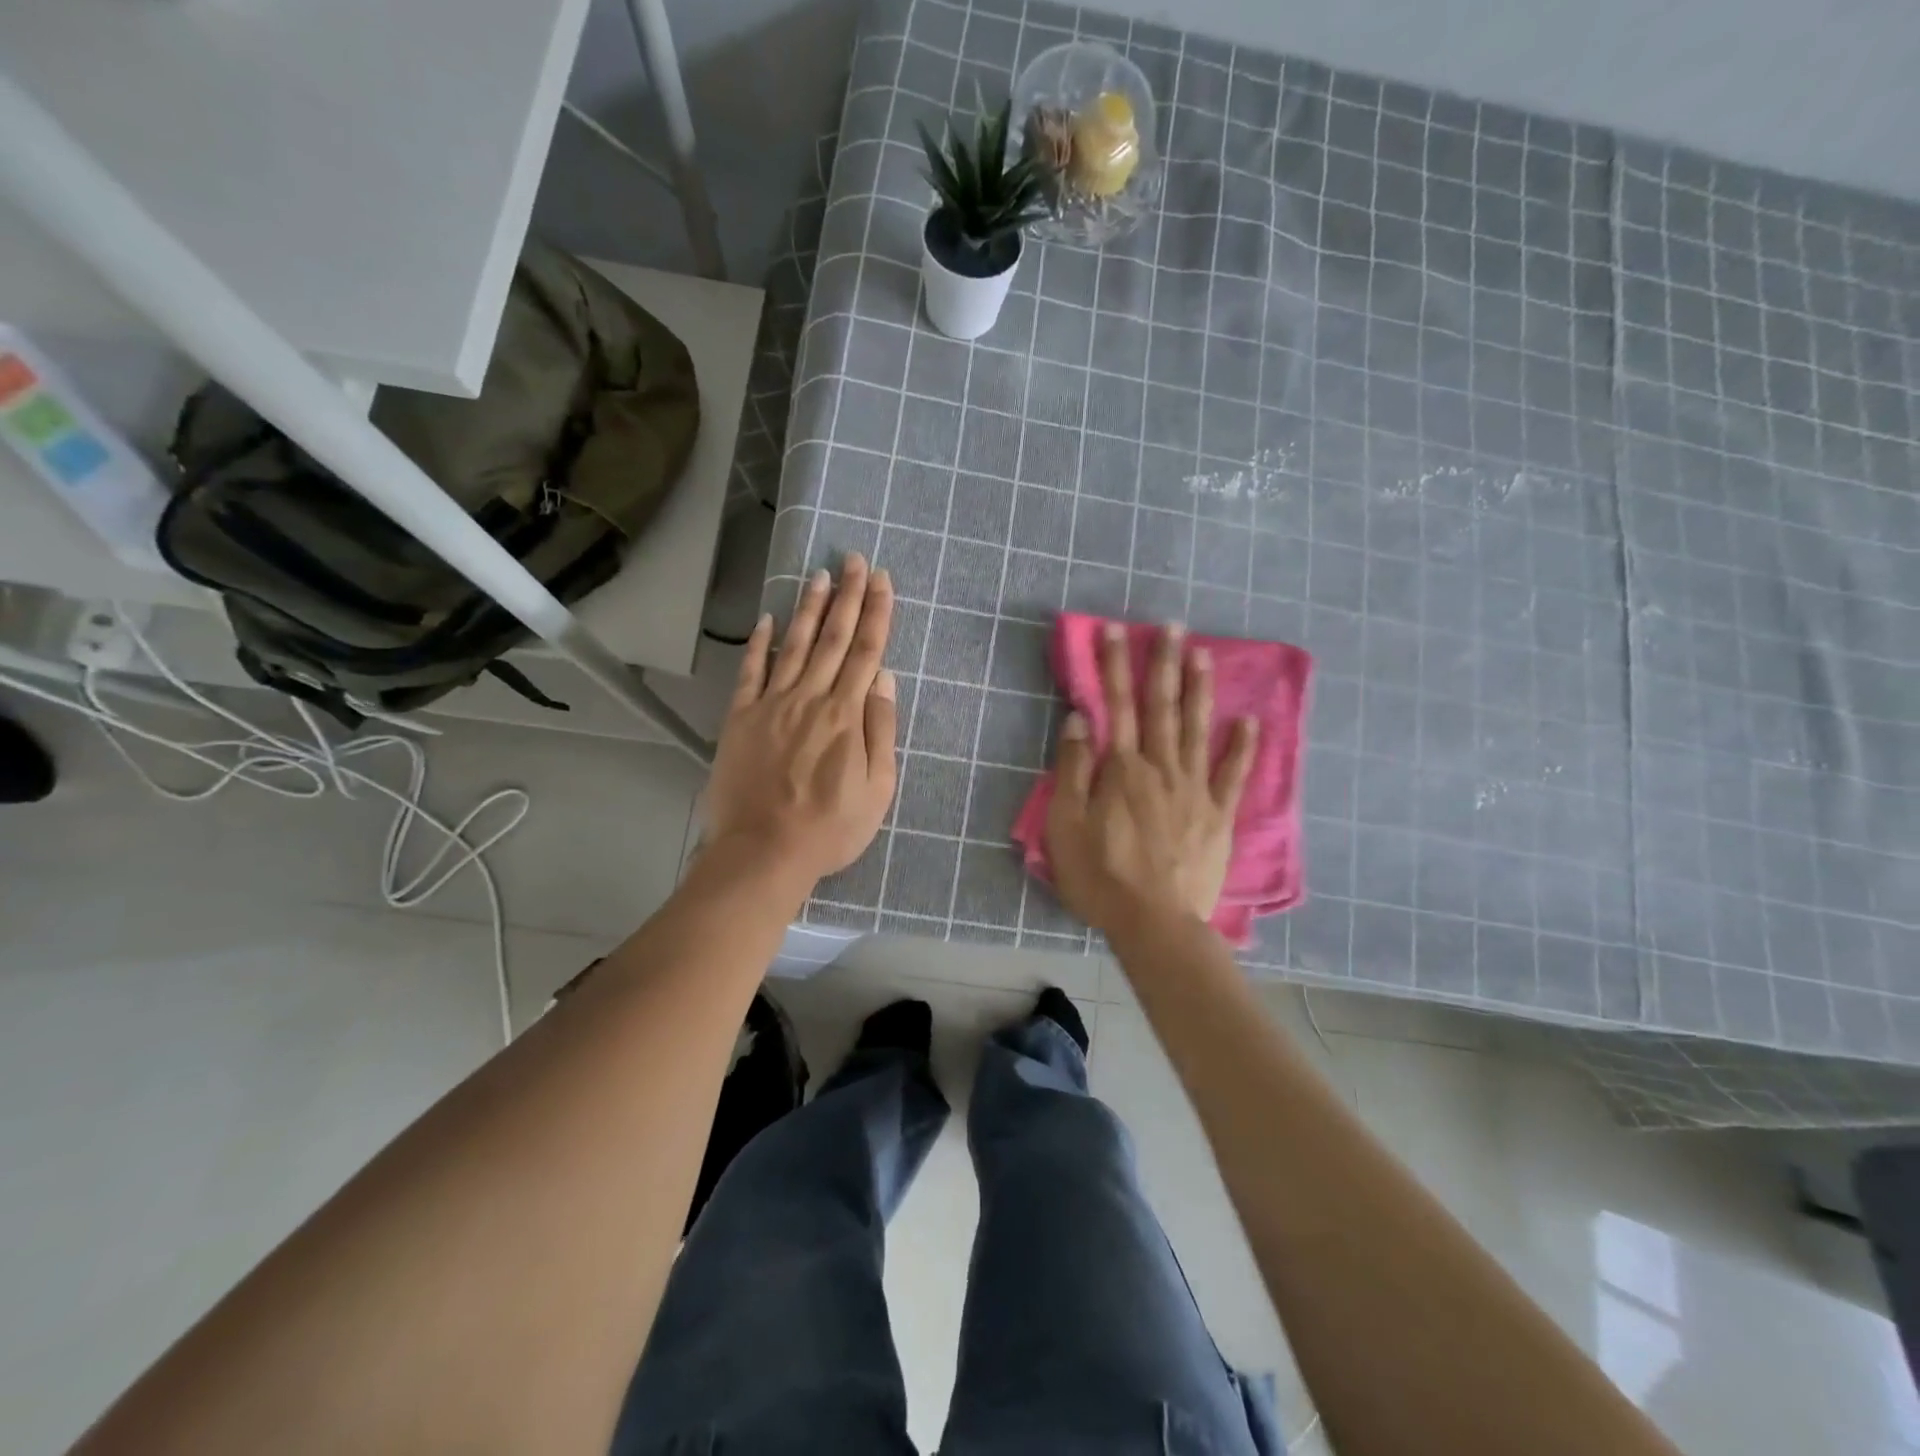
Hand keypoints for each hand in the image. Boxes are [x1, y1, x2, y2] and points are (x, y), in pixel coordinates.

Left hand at [701, 555, 897, 883]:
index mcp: (846, 715)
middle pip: (832, 638)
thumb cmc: (829, 828)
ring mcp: (771, 705)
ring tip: (819, 575)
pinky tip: (768, 620)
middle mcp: (810, 698)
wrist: (763, 852)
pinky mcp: (740, 719)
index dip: (876, 613)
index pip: (866, 652)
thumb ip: (880, 730)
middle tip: (854, 559)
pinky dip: (760, 644)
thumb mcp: (877, 789)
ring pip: (794, 646)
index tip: (882, 580)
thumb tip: (884, 680)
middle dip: (847, 596)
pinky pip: (751, 672)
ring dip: (808, 608)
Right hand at [1046, 622, 1256, 934]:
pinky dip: (1242, 747)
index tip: (1115, 630)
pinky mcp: (1218, 815)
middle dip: (1163, 663)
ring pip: (1198, 729)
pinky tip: (1249, 721)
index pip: (1115, 705)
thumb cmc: (1101, 876)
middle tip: (1171, 625)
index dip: (1113, 665)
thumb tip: (1080, 720)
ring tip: (1203, 654)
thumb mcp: (1066, 824)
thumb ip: (1073, 769)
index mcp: (1122, 768)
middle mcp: (1161, 767)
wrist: (1155, 923)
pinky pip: (1232, 775)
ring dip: (1199, 689)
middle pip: (1161, 707)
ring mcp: (1195, 789)